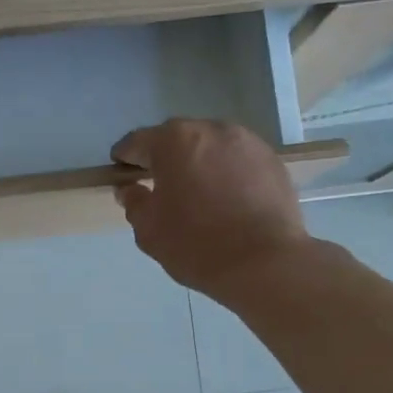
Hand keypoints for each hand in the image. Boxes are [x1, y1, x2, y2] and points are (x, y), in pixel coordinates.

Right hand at [112, 119, 309, 299]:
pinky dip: (226, 171)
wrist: (265, 262)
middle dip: (164, 157)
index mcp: (173, 141)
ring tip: (197, 191)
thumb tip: (130, 189)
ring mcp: (246, 141)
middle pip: (176, 138)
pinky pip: (237, 159)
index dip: (125, 157)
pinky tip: (226, 198)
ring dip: (198, 161)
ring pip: (210, 145)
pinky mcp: (271, 159)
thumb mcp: (149, 230)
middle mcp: (210, 129)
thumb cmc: (196, 245)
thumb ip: (134, 202)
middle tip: (160, 185)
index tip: (121, 174)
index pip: (138, 142)